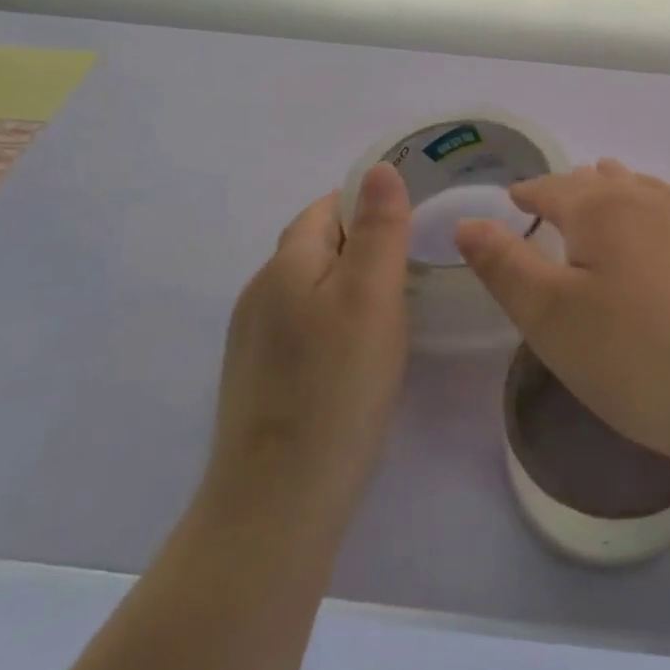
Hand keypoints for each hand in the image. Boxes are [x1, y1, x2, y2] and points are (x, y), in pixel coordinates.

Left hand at [207, 163, 412, 501]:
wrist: (278, 501)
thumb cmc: (336, 387)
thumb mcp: (372, 297)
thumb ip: (379, 229)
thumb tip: (380, 168)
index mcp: (285, 264)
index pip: (328, 207)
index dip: (370, 204)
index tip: (414, 223)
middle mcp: (260, 292)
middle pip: (317, 245)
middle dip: (364, 243)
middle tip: (415, 267)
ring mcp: (253, 338)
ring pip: (310, 287)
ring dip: (350, 284)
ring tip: (395, 309)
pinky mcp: (259, 377)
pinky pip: (302, 325)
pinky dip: (334, 321)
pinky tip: (359, 354)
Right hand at [454, 159, 669, 471]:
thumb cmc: (634, 356)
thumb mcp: (549, 316)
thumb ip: (504, 265)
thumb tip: (467, 222)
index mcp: (598, 209)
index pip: (551, 188)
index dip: (527, 193)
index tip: (511, 199)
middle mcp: (647, 201)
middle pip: (600, 183)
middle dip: (571, 188)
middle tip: (552, 199)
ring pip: (644, 189)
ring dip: (619, 187)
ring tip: (604, 181)